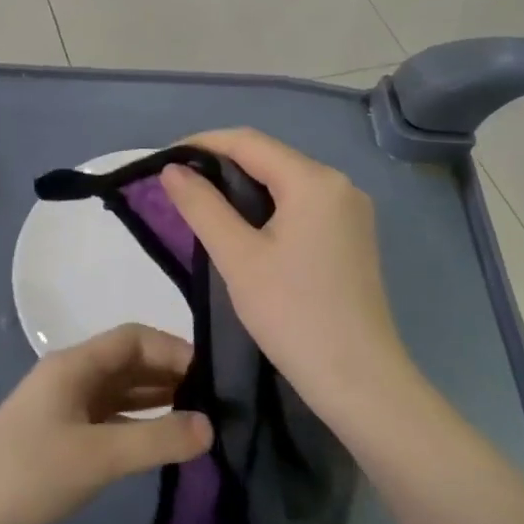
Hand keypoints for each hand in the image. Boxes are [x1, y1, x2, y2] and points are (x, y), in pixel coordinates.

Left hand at [0, 324, 212, 523]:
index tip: (214, 377)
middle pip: (128, 363)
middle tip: (215, 404)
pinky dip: (135, 426)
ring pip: (119, 393)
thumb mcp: (97, 456)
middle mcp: (70, 377)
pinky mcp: (59, 440)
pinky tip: (159, 445)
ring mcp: (62, 409)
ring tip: (198, 423)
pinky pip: (108, 421)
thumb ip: (156, 438)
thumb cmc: (28, 474)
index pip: (134, 338)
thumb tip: (211, 426)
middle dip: (170, 376)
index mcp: (75, 365)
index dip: (174, 350)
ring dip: (155, 402)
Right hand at [161, 128, 413, 422]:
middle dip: (221, 164)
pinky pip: (301, 204)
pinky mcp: (351, 236)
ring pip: (285, 181)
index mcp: (314, 181)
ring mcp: (350, 211)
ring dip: (242, 186)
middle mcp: (339, 184)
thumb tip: (172, 170)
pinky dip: (267, 206)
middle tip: (178, 184)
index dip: (202, 144)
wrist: (360, 381)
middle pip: (269, 158)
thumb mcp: (237, 257)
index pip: (248, 142)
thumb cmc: (293, 314)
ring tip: (201, 202)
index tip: (163, 160)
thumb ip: (202, 206)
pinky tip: (242, 226)